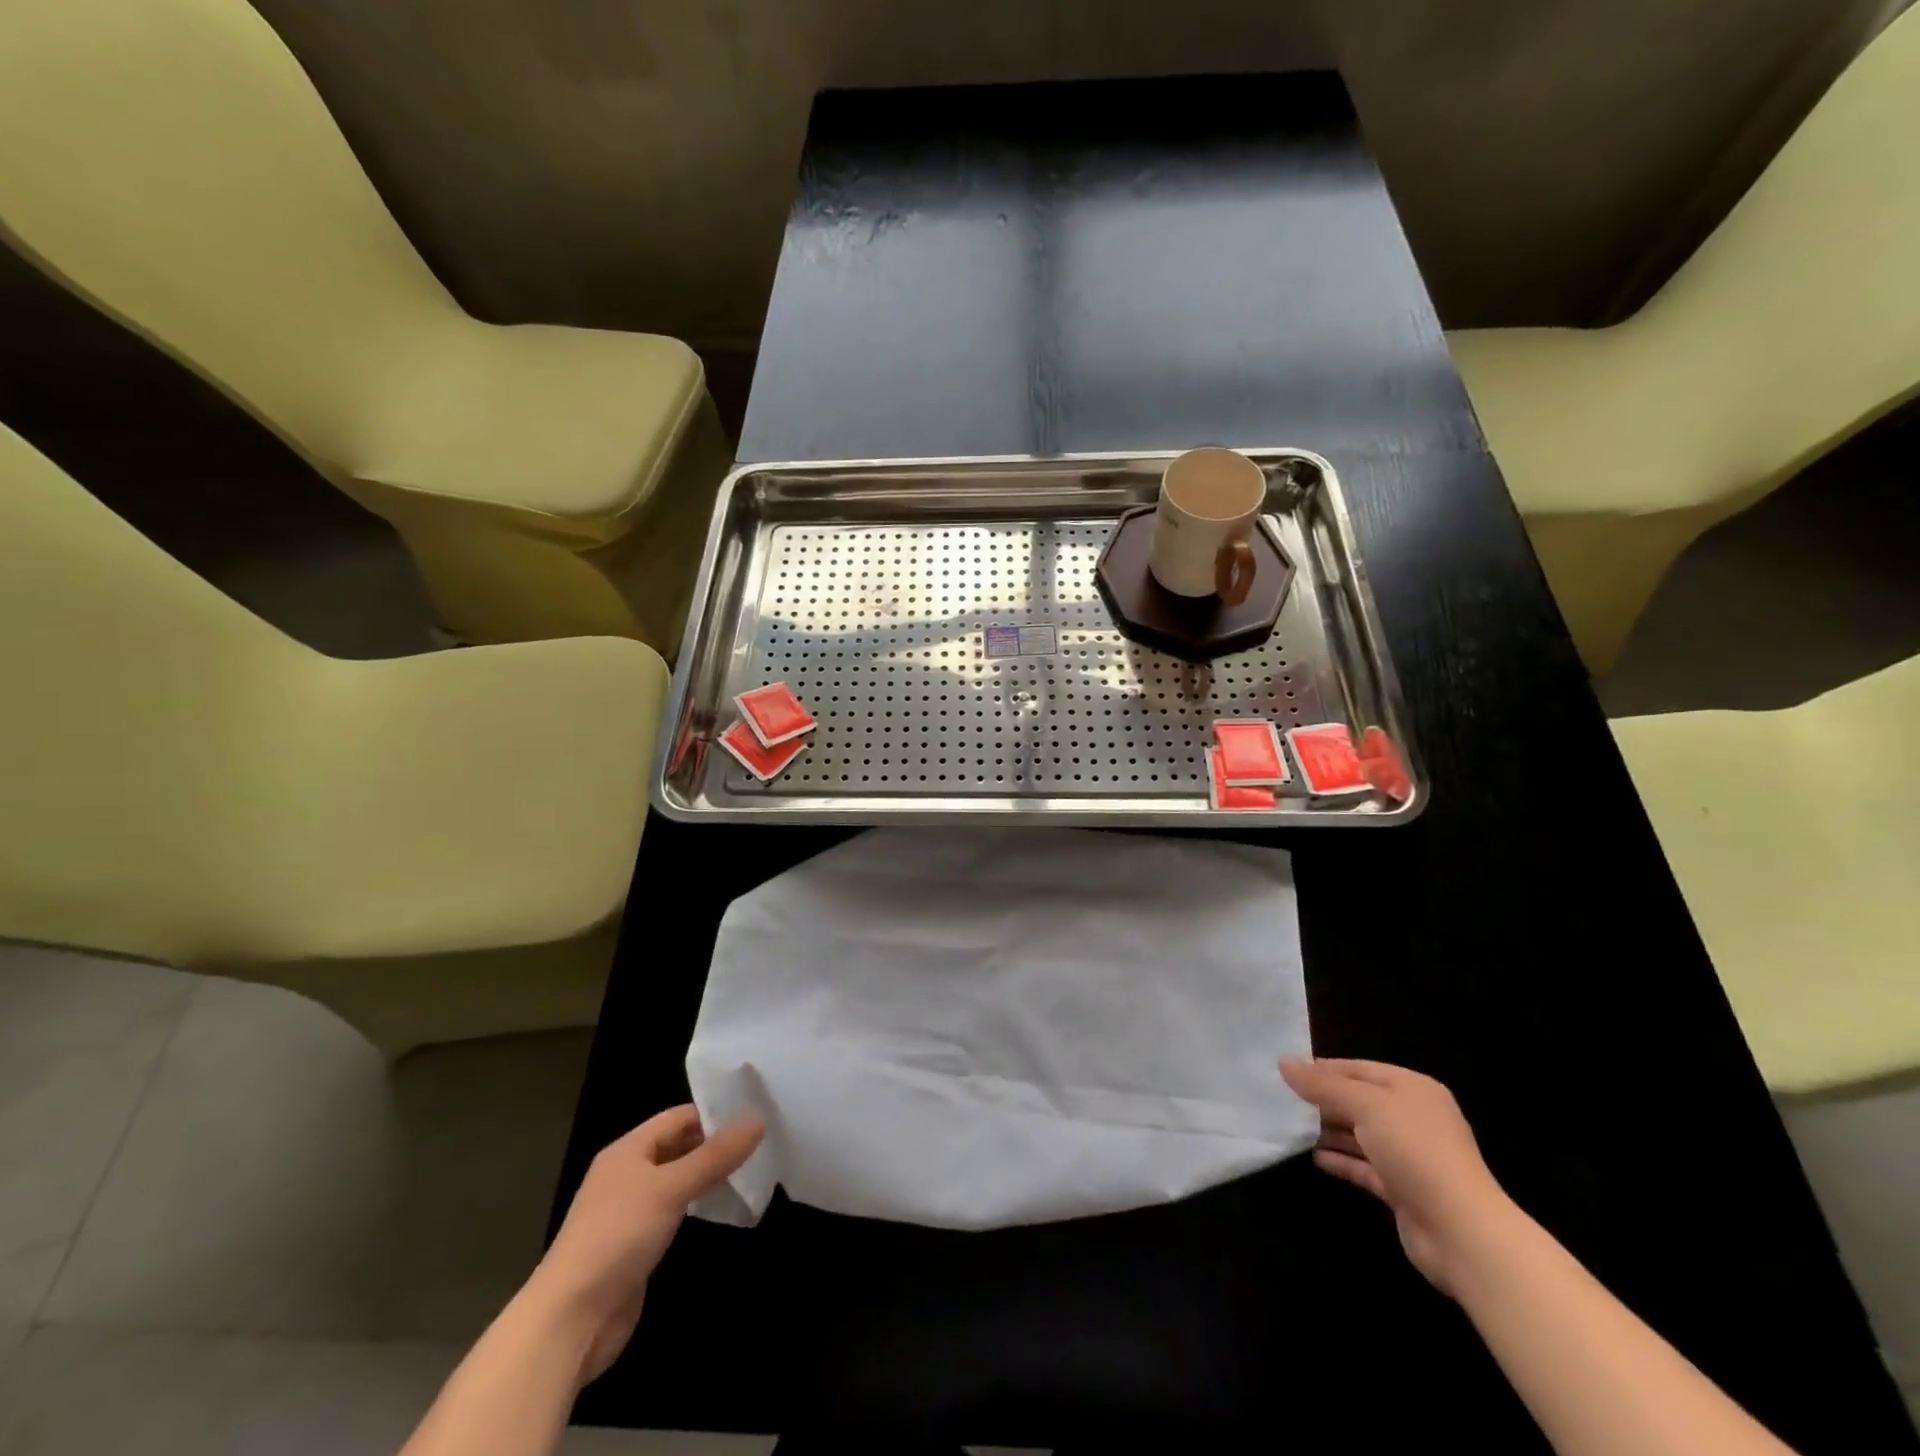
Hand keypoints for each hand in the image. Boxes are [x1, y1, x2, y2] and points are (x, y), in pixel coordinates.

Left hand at [529, 1106, 762, 1380]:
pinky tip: (721, 1209)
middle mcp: (626, 1175)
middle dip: (714, 1145)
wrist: (570, 1320)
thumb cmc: (617, 1237)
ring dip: (707, 1176)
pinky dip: (697, 1207)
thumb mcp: (671, 1188)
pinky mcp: (635, 1246)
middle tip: (759, 1142)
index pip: (677, 1117)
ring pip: (676, 1181)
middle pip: (677, 1147)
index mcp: (627, 1151)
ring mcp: (629, 1213)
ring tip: (750, 1171)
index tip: (754, 1114)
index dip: (713, 1113)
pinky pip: (673, 1213)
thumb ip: (715, 1156)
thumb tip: (758, 1121)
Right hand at [1280, 1058, 1515, 1293]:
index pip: (1359, 1069)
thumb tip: (1284, 1063)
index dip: (1323, 1069)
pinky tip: (1315, 1159)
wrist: (1461, 1231)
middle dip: (1323, 1101)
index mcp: (1412, 1090)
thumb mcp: (1365, 1106)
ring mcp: (1410, 1156)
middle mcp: (1413, 1118)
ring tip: (1291, 1128)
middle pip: (1359, 1101)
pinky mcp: (1403, 1189)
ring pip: (1360, 1135)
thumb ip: (1323, 1085)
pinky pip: (1365, 1167)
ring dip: (1329, 1132)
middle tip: (1283, 1100)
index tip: (1286, 1073)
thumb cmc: (1415, 1151)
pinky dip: (1341, 1161)